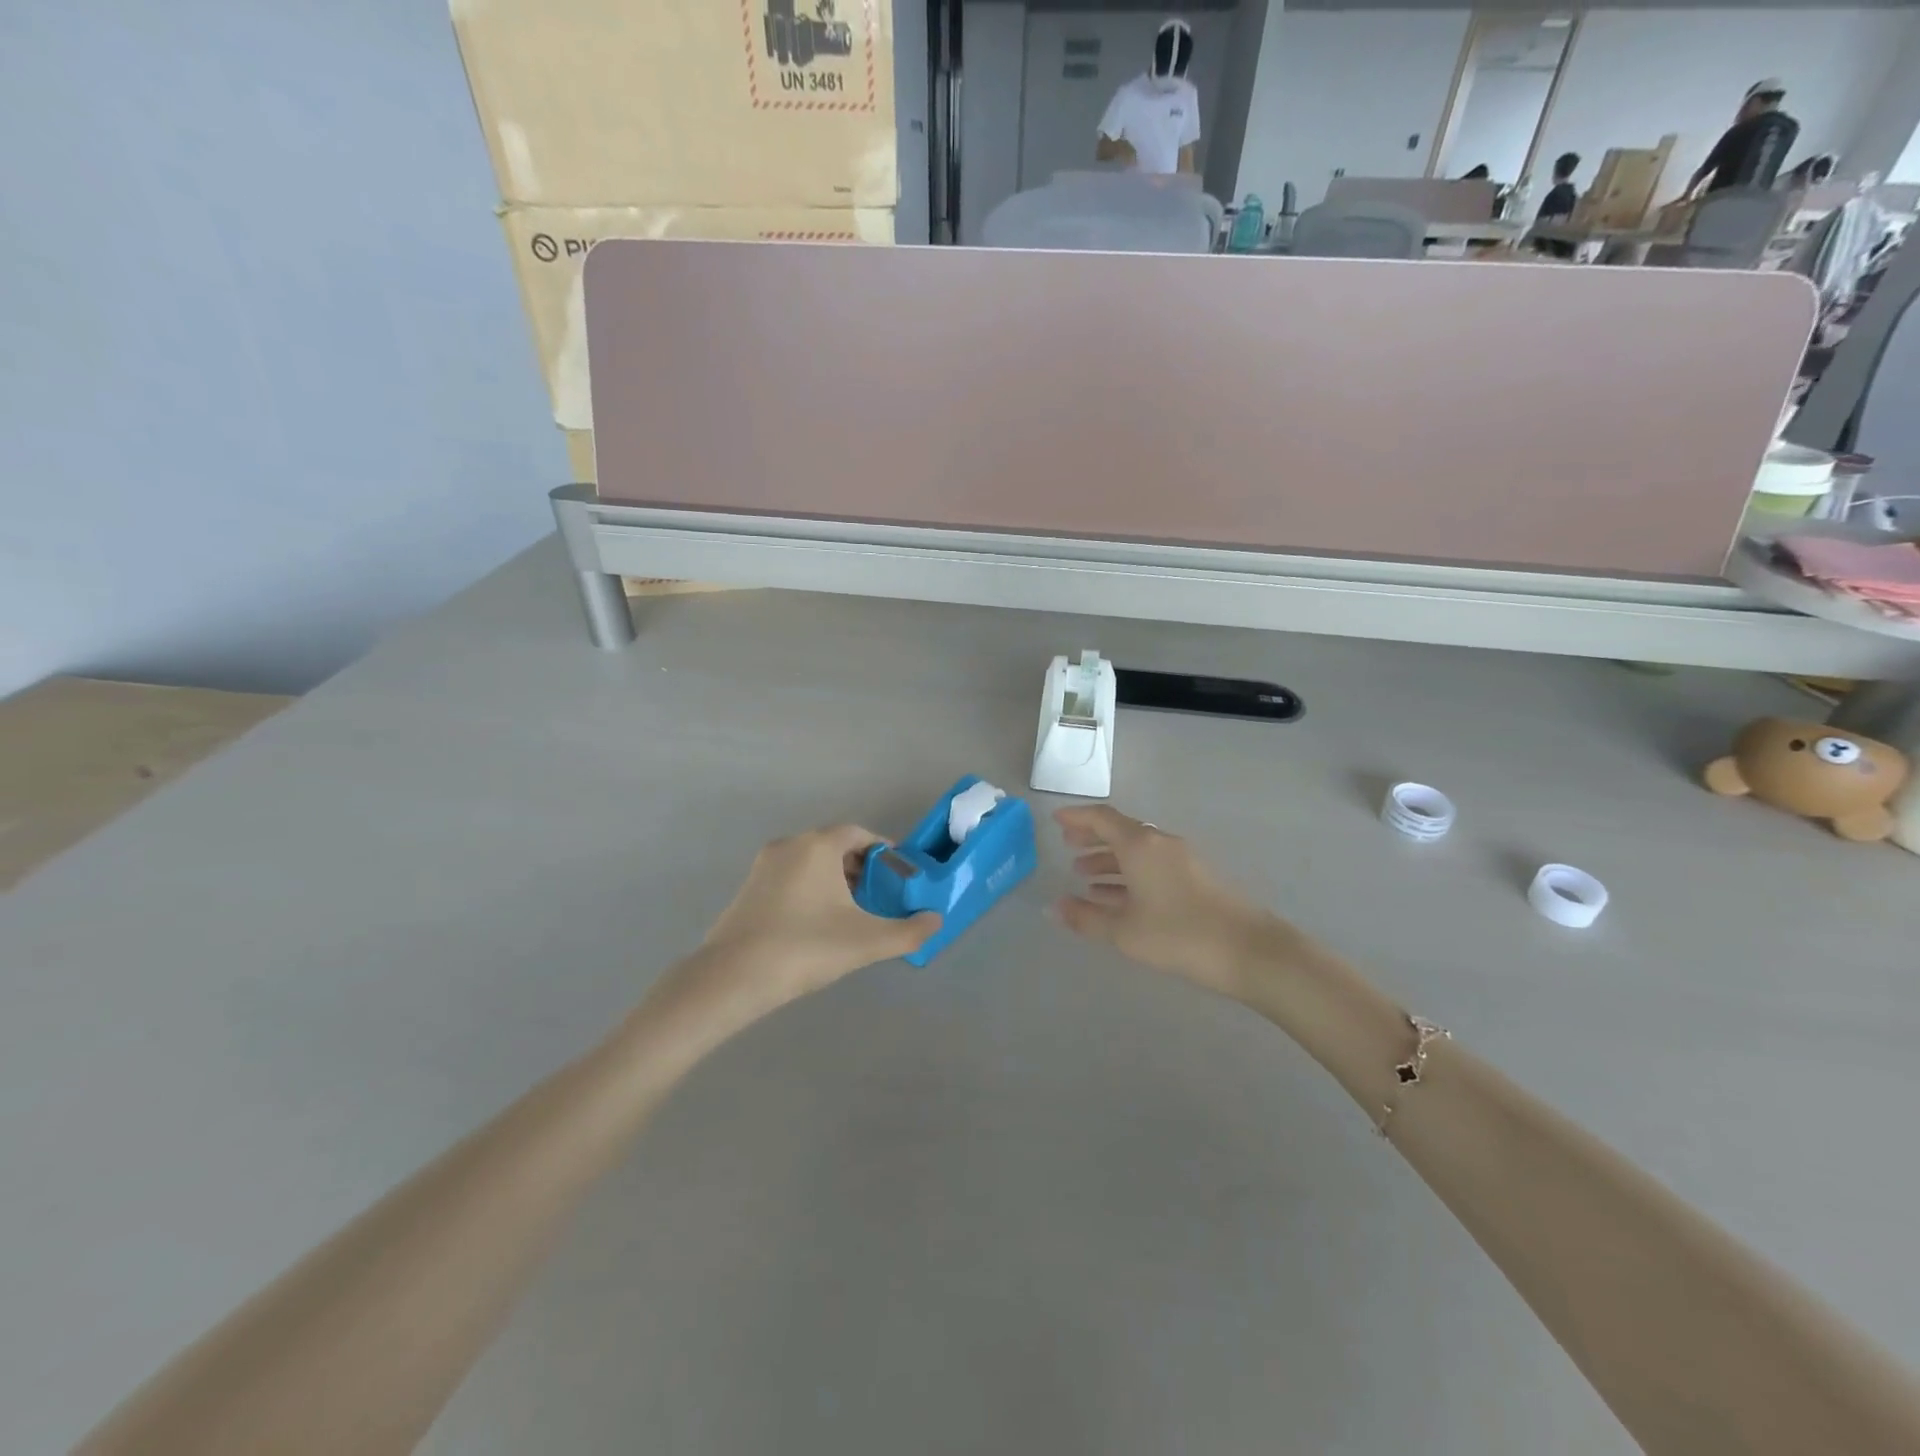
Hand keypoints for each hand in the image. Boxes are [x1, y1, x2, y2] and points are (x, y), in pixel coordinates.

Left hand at [658, 826, 940, 1029]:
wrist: (732, 977)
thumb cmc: (805, 948)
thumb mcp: (866, 942)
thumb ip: (908, 931)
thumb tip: (936, 922)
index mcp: (818, 846)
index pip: (859, 834)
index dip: (884, 852)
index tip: (899, 875)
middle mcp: (790, 845)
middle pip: (835, 845)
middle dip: (861, 867)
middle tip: (880, 895)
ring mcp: (765, 865)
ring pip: (811, 861)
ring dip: (836, 879)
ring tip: (854, 912)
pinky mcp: (749, 887)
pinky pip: (791, 876)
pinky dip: (812, 888)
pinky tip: (819, 923)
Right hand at [1054, 805, 1289, 1000]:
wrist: (1248, 950)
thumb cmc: (1178, 935)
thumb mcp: (1124, 931)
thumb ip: (1085, 917)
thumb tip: (1052, 908)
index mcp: (1140, 845)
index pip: (1102, 818)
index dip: (1077, 816)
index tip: (1055, 819)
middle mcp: (1160, 843)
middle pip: (1120, 831)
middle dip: (1092, 837)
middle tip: (1067, 845)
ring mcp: (1181, 859)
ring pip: (1136, 850)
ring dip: (1109, 859)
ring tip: (1084, 875)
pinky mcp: (1195, 877)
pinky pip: (1151, 865)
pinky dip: (1129, 873)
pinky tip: (1116, 896)